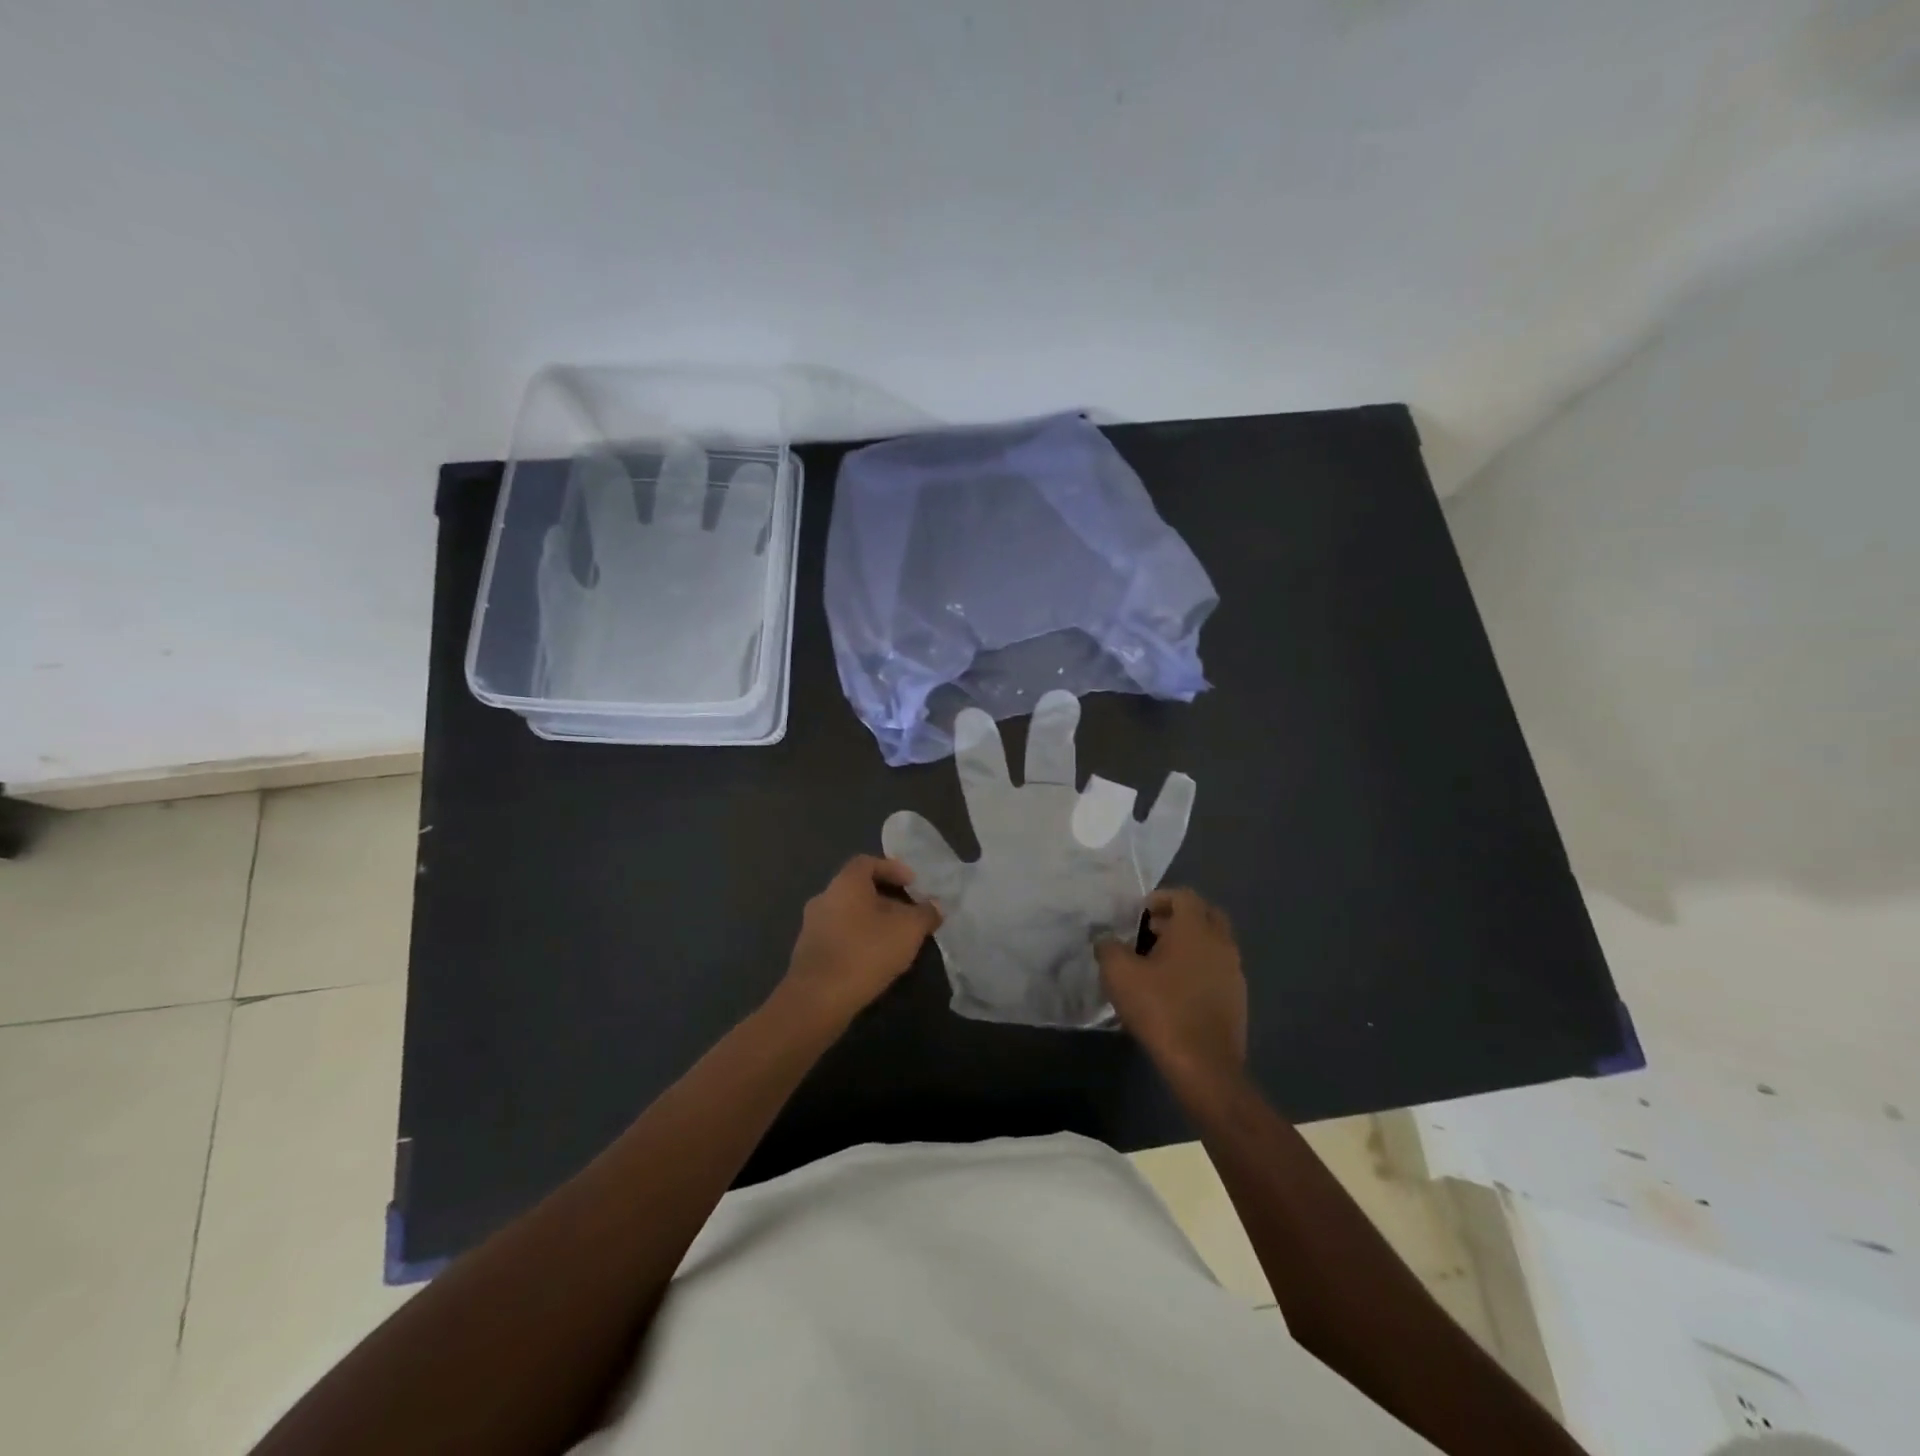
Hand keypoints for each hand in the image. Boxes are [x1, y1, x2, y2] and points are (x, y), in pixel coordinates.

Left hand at [779, 856, 941, 1026]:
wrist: (818, 999)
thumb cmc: (866, 952)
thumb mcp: (909, 930)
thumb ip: (925, 914)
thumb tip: (935, 906)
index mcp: (845, 883)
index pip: (868, 862)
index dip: (892, 869)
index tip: (913, 884)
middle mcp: (824, 897)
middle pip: (858, 889)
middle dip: (886, 899)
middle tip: (909, 914)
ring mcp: (811, 926)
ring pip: (848, 914)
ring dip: (871, 921)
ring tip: (895, 939)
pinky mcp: (808, 953)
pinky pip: (838, 936)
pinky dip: (858, 940)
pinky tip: (873, 959)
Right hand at [1096, 888, 1246, 1089]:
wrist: (1203, 1065)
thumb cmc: (1160, 1009)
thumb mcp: (1119, 974)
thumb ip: (1108, 947)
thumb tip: (1105, 937)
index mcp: (1195, 929)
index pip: (1184, 896)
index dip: (1161, 898)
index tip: (1140, 913)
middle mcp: (1221, 943)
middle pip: (1205, 914)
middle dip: (1179, 917)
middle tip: (1153, 931)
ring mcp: (1234, 971)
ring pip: (1214, 942)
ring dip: (1190, 942)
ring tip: (1160, 962)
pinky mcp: (1238, 997)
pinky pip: (1218, 968)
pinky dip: (1200, 966)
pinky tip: (1177, 988)